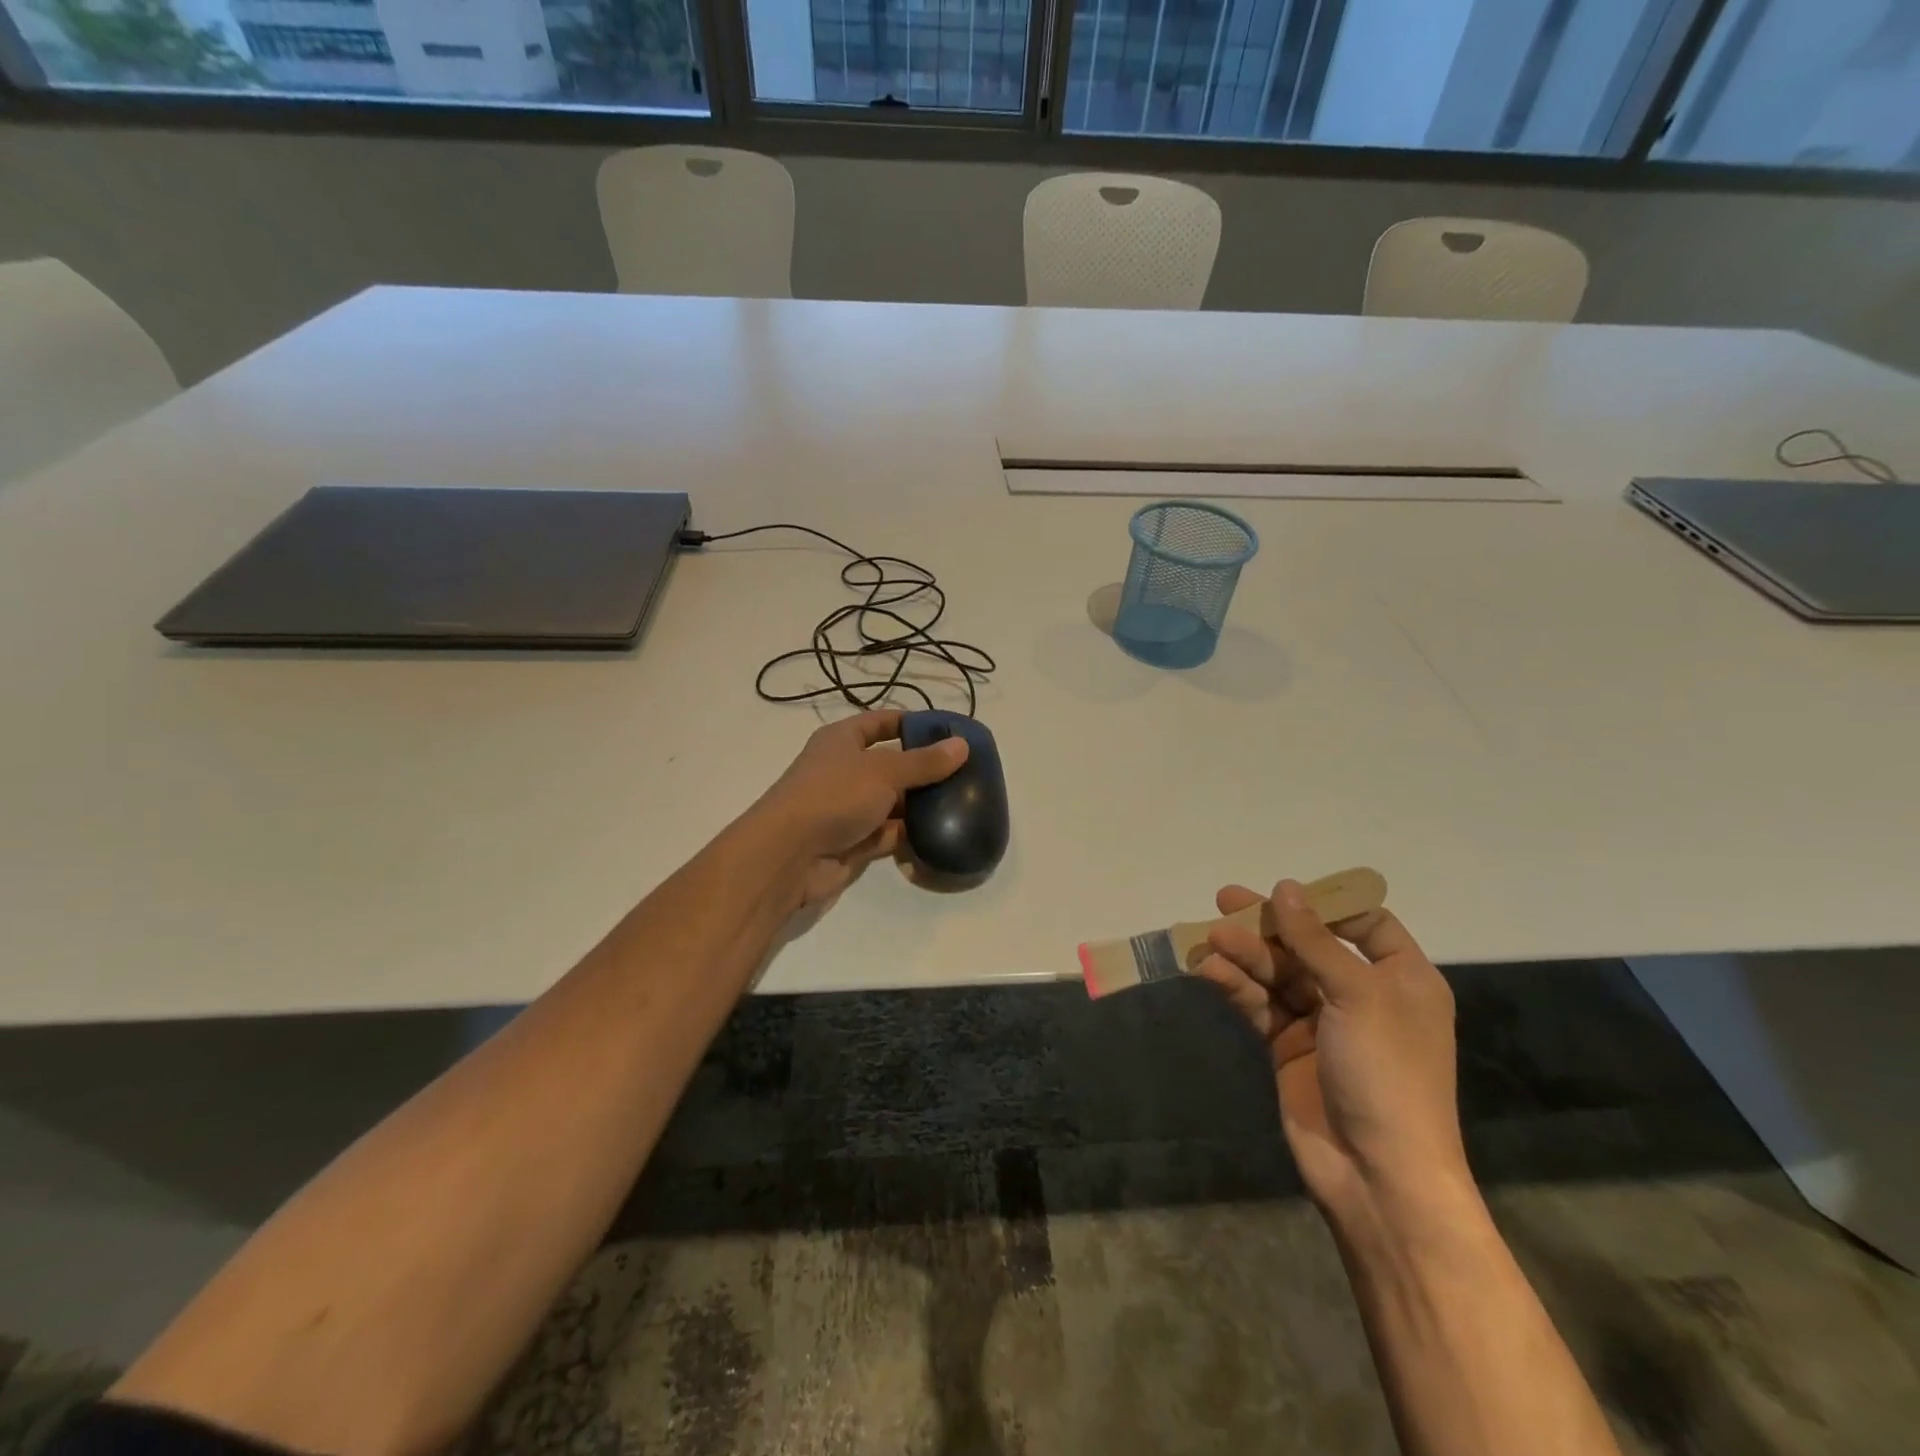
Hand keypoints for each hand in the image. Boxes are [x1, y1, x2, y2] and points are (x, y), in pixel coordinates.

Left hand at [748, 710, 967, 914]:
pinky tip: (943, 833)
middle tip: (967, 772)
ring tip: (963, 803)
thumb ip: (924, 762)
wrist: (788, 856)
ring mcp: (848, 808)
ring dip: (921, 805)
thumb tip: (962, 745)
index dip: (912, 723)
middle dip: (924, 769)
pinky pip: (889, 834)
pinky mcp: (854, 842)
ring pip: (893, 802)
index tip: (949, 731)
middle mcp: (844, 771)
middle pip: (891, 764)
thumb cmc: (833, 796)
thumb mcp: (883, 771)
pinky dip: (911, 835)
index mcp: (842, 741)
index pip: (882, 722)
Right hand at [1193, 880, 1467, 1219]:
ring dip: (1244, 955)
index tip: (1283, 892)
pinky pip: (1260, 1005)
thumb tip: (1285, 888)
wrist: (1378, 1175)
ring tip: (1209, 938)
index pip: (1366, 924)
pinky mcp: (1289, 1047)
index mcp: (1400, 978)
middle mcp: (1362, 994)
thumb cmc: (1386, 1073)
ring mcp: (1323, 1022)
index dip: (1326, 905)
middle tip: (1223, 901)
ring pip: (1277, 973)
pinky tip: (1209, 971)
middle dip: (1268, 925)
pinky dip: (1236, 987)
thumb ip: (1314, 940)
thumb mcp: (1357, 995)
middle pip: (1309, 945)